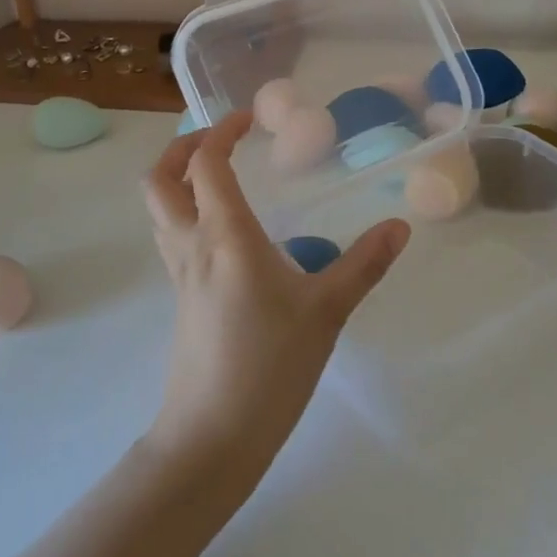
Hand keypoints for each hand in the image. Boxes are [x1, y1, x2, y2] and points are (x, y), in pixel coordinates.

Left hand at [141, 112, 410, 477]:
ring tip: (216, 174)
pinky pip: (170, 236)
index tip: (249, 119)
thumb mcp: (326, 312)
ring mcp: (179, 273)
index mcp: (225, 235)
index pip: (206, 163)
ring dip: (176, 178)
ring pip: (158, 208)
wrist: (213, 437)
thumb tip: (399, 227)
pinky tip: (222, 231)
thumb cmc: (270, 366)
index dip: (221, 131)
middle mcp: (192, 244)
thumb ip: (364, 265)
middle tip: (217, 139)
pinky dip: (183, 211)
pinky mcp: (179, 298)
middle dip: (181, 147)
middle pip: (160, 179)